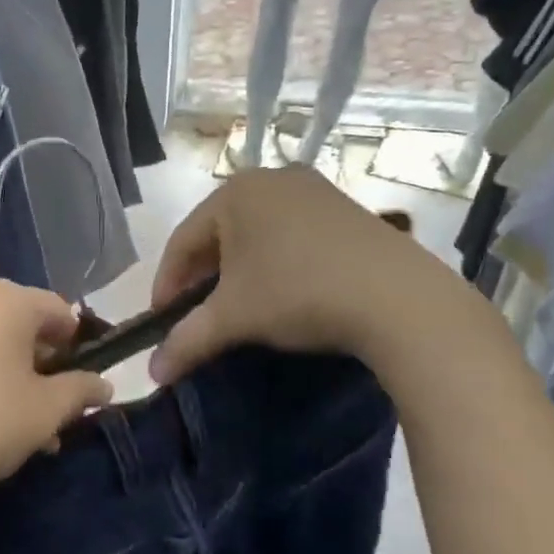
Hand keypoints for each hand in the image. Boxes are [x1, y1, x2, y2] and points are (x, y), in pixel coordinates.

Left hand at [0, 281, 112, 515]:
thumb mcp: (46, 411)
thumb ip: (81, 392)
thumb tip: (104, 385)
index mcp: (9, 299)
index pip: (60, 311)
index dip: (77, 348)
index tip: (79, 386)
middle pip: (22, 325)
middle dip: (41, 367)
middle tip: (49, 414)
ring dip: (9, 378)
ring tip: (17, 430)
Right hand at [148, 166, 484, 383]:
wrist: (400, 298)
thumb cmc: (298, 293)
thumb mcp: (234, 318)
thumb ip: (186, 340)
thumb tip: (153, 374)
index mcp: (234, 192)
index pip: (182, 241)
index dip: (165, 284)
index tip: (161, 321)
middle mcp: (271, 179)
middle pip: (218, 233)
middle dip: (203, 277)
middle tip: (196, 315)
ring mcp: (314, 191)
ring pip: (256, 234)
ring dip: (239, 271)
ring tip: (239, 307)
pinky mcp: (347, 210)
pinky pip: (292, 234)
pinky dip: (276, 263)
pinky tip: (284, 292)